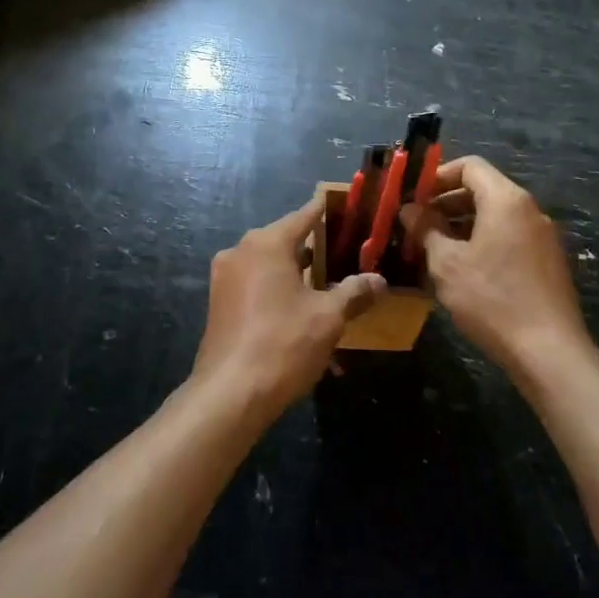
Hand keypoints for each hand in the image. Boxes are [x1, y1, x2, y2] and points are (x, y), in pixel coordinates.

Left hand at [192, 199, 385, 423]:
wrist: (229, 394)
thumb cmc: (283, 344)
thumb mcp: (327, 318)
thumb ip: (354, 293)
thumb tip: (379, 280)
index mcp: (266, 244)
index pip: (303, 216)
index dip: (324, 210)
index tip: (340, 203)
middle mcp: (240, 251)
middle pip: (283, 239)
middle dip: (312, 245)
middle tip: (342, 248)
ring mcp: (224, 278)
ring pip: (267, 264)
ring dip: (294, 271)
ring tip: (324, 281)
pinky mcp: (219, 303)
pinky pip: (254, 285)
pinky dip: (277, 289)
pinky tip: (298, 308)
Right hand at [401, 156, 589, 376]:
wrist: (549, 352)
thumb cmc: (492, 299)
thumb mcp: (447, 263)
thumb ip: (426, 229)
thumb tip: (410, 209)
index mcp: (506, 200)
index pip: (470, 166)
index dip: (438, 176)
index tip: (414, 197)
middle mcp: (529, 210)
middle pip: (483, 189)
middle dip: (447, 202)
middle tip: (417, 225)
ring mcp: (542, 236)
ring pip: (495, 216)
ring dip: (462, 224)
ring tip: (433, 248)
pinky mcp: (547, 262)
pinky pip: (509, 237)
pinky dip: (483, 241)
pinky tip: (463, 270)